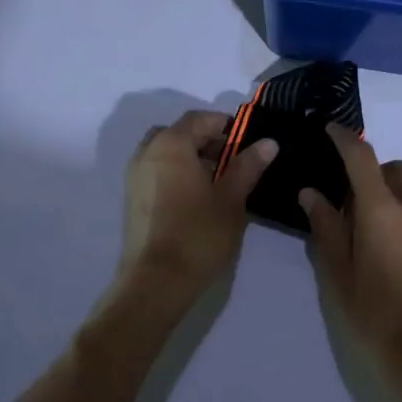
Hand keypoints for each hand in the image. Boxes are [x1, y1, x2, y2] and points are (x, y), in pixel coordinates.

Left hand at [120, 110, 277, 304]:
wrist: (155, 283)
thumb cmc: (198, 235)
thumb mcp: (231, 199)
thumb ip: (248, 165)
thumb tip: (268, 142)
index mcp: (171, 144)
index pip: (200, 119)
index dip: (226, 126)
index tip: (247, 144)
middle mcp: (148, 152)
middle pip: (180, 132)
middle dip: (206, 141)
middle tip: (233, 162)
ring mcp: (135, 176)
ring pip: (166, 152)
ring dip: (191, 158)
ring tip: (218, 184)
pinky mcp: (132, 199)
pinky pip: (157, 171)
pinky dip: (176, 174)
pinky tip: (197, 200)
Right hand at [300, 125, 401, 373]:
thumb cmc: (375, 315)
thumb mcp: (338, 274)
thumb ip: (325, 228)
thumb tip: (311, 193)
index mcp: (381, 211)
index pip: (361, 158)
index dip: (345, 138)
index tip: (332, 131)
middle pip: (397, 169)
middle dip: (375, 172)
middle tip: (354, 200)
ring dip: (399, 194)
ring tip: (381, 225)